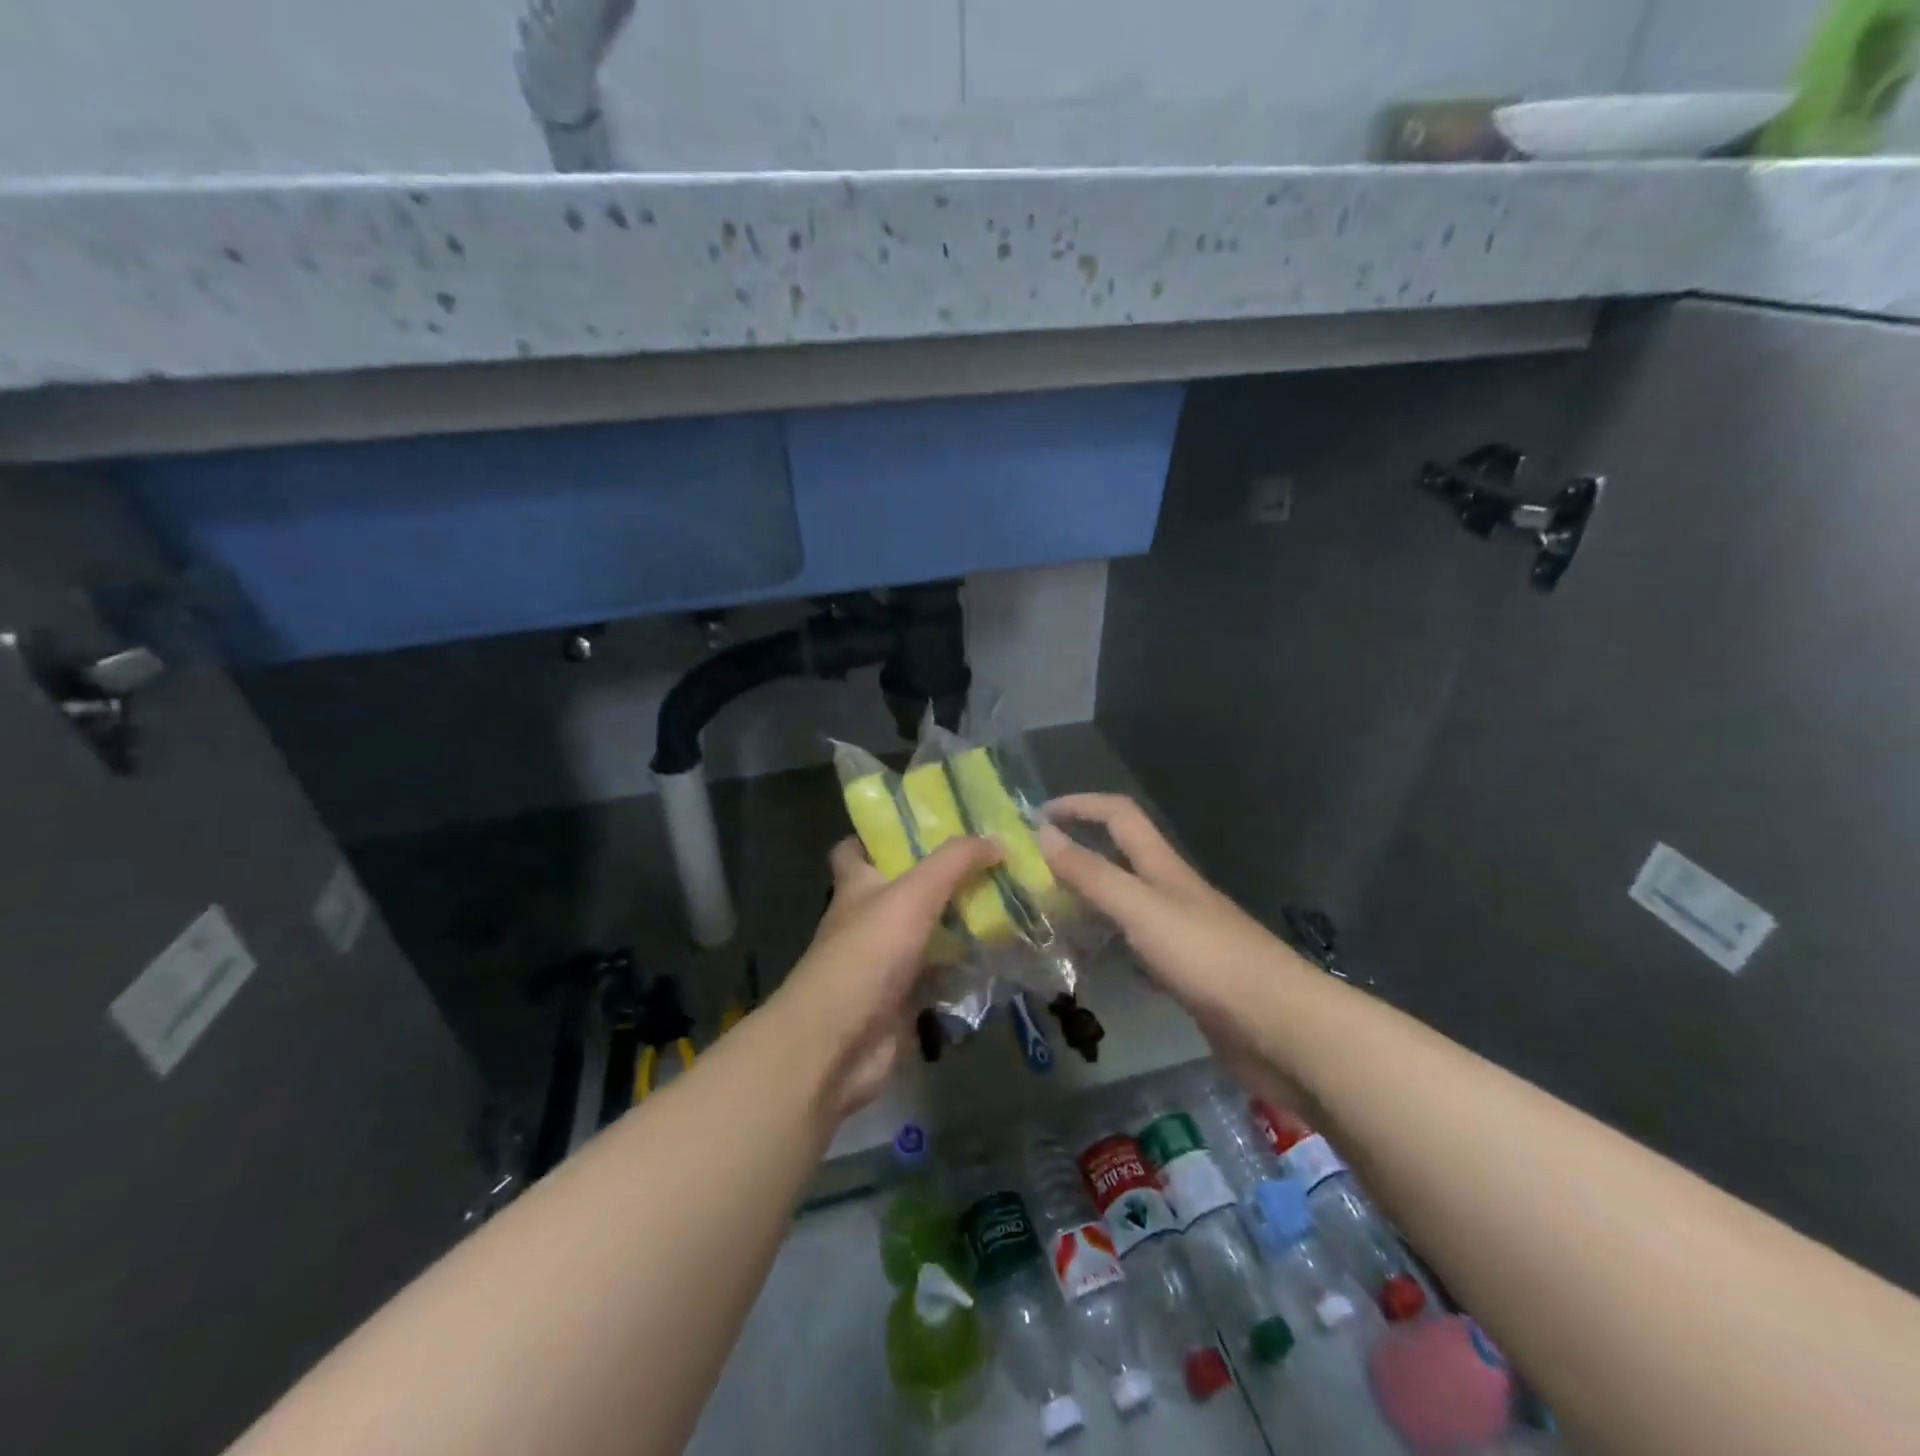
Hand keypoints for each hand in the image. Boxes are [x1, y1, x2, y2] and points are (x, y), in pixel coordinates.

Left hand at [774, 834, 1001, 1121]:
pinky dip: (966, 967)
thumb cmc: (867, 953)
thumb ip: (955, 862)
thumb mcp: (913, 893)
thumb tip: (996, 839)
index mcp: (856, 886)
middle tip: (988, 861)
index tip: (923, 825)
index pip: (855, 849)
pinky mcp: (904, 997)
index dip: (880, 835)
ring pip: (927, 932)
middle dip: (941, 877)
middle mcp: (868, 919)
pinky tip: (1003, 953)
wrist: (840, 1042)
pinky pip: (941, 974)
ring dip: (960, 922)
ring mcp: (885, 961)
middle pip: (903, 889)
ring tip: (1009, 901)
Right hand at [1039, 794, 1294, 1061]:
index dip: (1080, 805)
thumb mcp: (1142, 910)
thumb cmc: (1208, 959)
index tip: (1036, 816)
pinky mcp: (1186, 973)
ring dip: (1090, 896)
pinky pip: (1136, 944)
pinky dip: (1109, 941)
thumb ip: (1093, 875)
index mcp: (1164, 868)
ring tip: (1049, 912)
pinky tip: (1091, 958)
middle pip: (1122, 855)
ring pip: (1127, 901)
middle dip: (1079, 850)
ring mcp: (1182, 933)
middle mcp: (1172, 892)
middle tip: (1033, 869)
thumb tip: (1043, 834)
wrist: (1281, 1030)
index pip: (1119, 815)